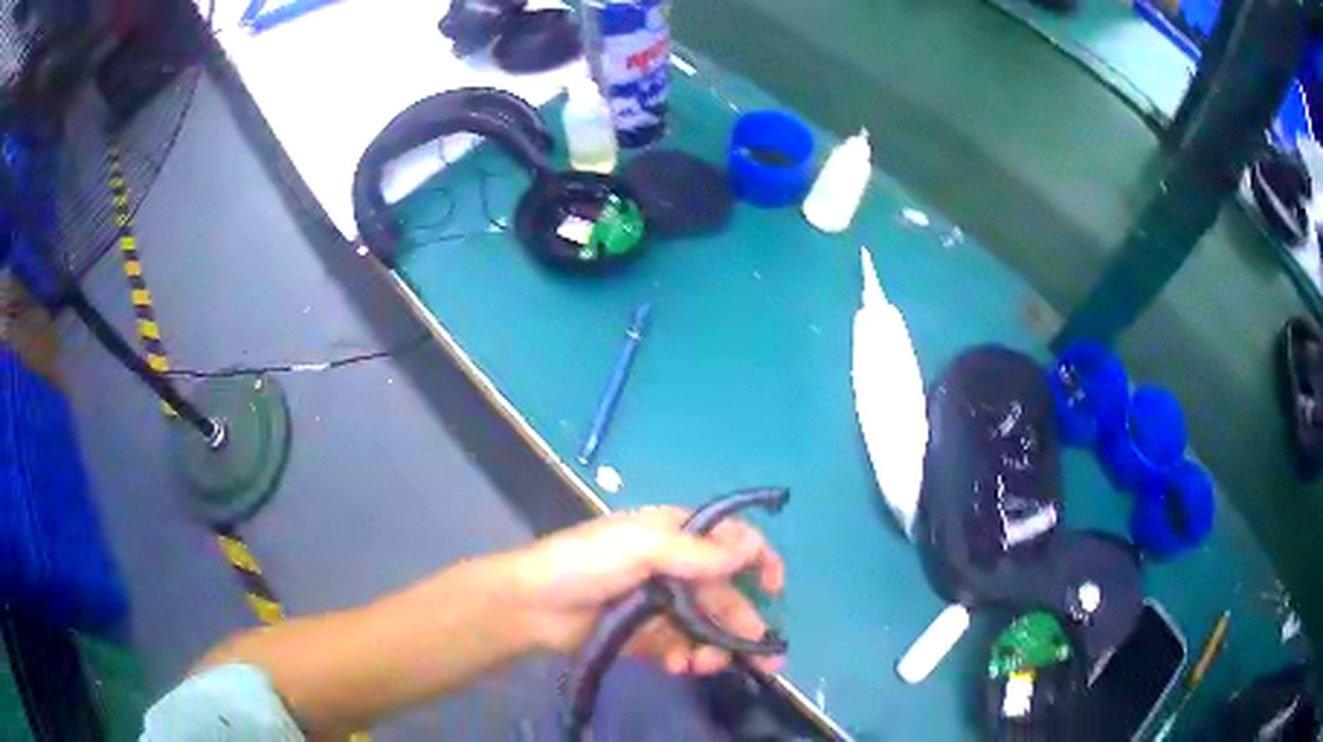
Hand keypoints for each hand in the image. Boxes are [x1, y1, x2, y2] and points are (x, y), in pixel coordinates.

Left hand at [509, 507, 785, 675]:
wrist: (531, 607)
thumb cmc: (584, 563)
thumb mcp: (640, 546)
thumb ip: (695, 552)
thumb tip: (748, 551)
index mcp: (675, 535)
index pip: (730, 541)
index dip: (758, 559)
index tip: (775, 587)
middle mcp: (675, 568)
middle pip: (725, 595)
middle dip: (745, 625)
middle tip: (766, 660)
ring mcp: (662, 605)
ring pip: (706, 628)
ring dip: (715, 648)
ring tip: (705, 666)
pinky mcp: (647, 635)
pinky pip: (680, 648)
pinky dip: (685, 658)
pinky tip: (678, 666)